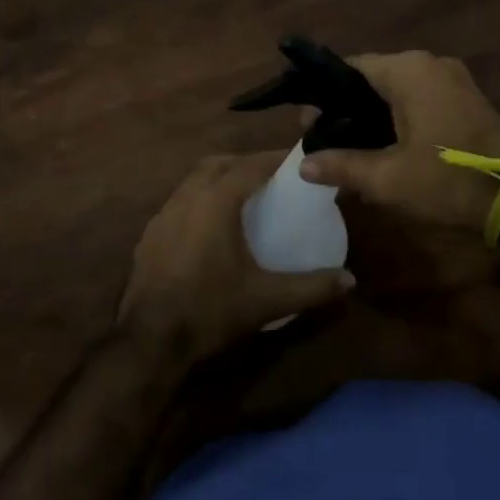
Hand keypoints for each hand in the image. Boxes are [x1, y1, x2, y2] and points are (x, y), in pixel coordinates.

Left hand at [119, 152, 354, 363]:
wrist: (150, 341)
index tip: (296, 160)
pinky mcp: (149, 236)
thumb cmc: (211, 310)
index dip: (274, 159)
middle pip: (218, 164)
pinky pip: (179, 203)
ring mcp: (162, 216)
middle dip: (245, 163)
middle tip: (270, 177)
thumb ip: (311, 287)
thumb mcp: (268, 300)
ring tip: (243, 197)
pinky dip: (200, 201)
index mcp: (215, 202)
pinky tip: (211, 227)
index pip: (250, 166)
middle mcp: (186, 198)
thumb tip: (349, 280)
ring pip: (194, 181)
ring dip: (219, 180)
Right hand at [299, 52, 499, 231]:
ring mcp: (451, 77)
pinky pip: (419, 96)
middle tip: (328, 141)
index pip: (350, 68)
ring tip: (353, 148)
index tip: (310, 126)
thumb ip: (341, 166)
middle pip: (373, 78)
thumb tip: (303, 165)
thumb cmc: (446, 179)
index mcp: (408, 71)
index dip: (325, 96)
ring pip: (397, 88)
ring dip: (374, 113)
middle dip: (348, 108)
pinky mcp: (465, 95)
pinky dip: (399, 115)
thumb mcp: (387, 178)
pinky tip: (386, 145)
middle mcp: (429, 63)